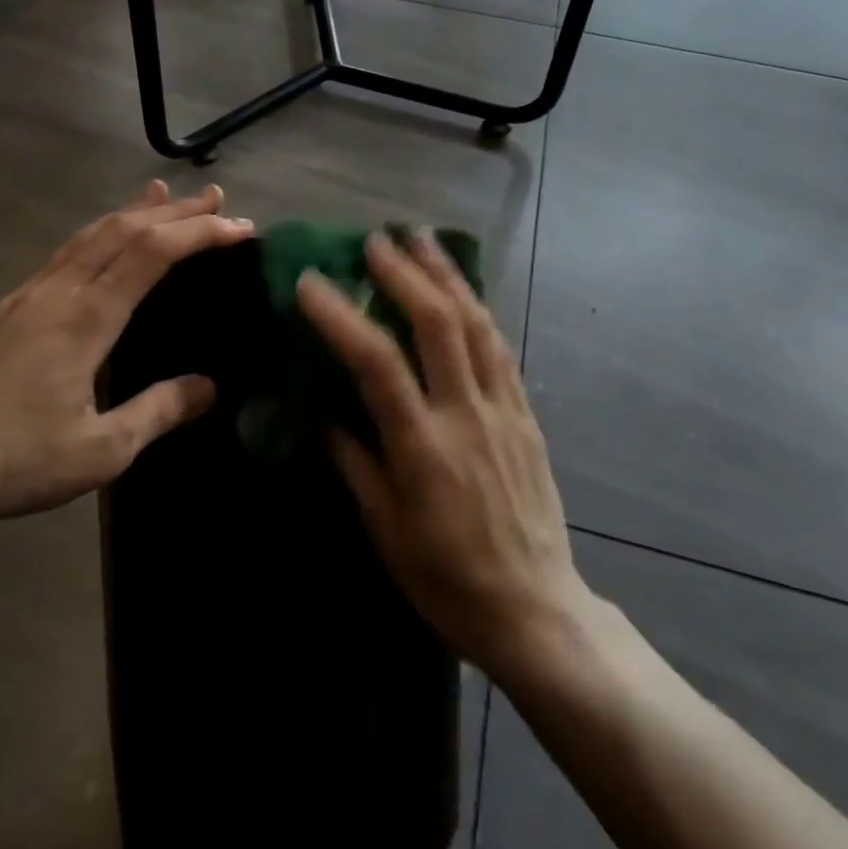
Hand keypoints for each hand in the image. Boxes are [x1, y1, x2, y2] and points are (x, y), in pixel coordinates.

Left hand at [0, 181, 253, 525]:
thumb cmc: (17, 460)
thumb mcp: (102, 450)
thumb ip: (159, 411)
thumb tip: (209, 387)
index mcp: (86, 318)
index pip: (151, 253)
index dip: (199, 233)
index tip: (239, 228)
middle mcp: (59, 291)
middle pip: (123, 230)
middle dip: (175, 210)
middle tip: (216, 198)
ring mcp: (29, 294)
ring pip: (90, 233)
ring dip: (134, 211)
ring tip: (164, 193)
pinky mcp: (10, 306)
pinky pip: (66, 251)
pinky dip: (100, 231)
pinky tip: (104, 237)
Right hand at [296, 230, 591, 678]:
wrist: (536, 609)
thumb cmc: (448, 580)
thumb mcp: (386, 531)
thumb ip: (357, 463)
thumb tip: (330, 412)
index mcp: (423, 449)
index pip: (376, 364)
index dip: (341, 316)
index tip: (312, 281)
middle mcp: (467, 416)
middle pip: (439, 323)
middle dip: (406, 273)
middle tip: (377, 239)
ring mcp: (504, 410)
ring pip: (478, 324)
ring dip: (448, 276)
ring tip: (423, 240)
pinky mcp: (527, 415)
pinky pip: (501, 348)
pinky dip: (477, 309)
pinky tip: (463, 291)